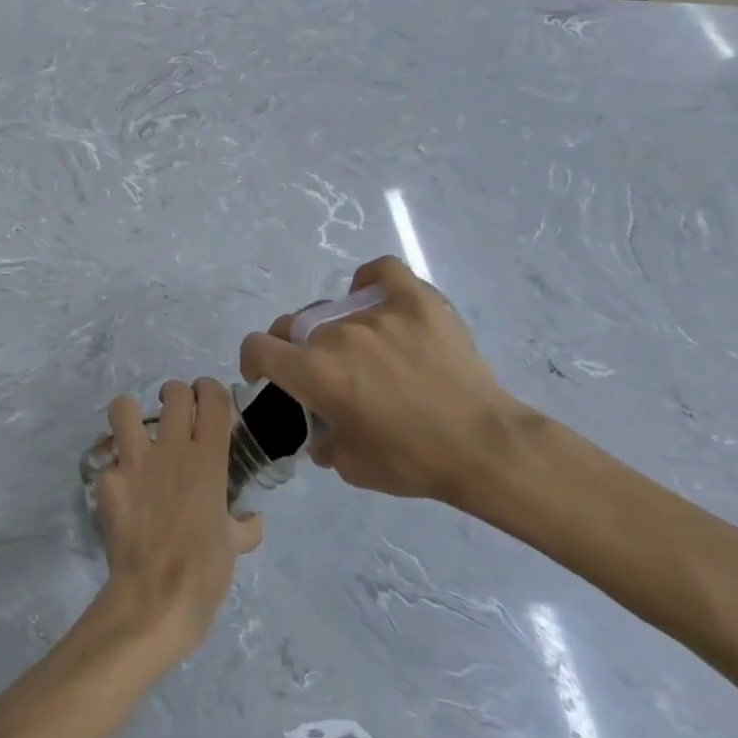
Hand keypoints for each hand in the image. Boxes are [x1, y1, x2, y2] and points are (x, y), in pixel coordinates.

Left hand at [90, 379, 261, 659]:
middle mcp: (172, 450)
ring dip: (129, 415)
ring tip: (134, 433)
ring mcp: (135, 462)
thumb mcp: (234, 547)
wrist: (156, 597)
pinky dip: (111, 470)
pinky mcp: (107, 481)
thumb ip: (243, 527)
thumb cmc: (205, 572)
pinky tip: (118, 490)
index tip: (207, 399)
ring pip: (124, 408)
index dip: (210, 389)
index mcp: (209, 460)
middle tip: (173, 416)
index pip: (213, 398)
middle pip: (173, 392)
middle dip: (174, 395)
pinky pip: (106, 461)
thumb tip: (252, 521)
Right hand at [239, 257, 535, 504]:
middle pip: (296, 327)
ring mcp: (377, 313)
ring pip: (337, 311)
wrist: (484, 447)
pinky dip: (370, 280)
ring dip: (337, 332)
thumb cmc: (411, 461)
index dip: (254, 361)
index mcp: (313, 372)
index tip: (266, 376)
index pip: (258, 347)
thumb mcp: (348, 466)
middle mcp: (336, 335)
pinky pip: (383, 272)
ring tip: (366, 353)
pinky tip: (372, 295)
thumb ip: (320, 440)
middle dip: (297, 349)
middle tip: (324, 374)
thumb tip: (319, 431)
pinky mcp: (417, 302)